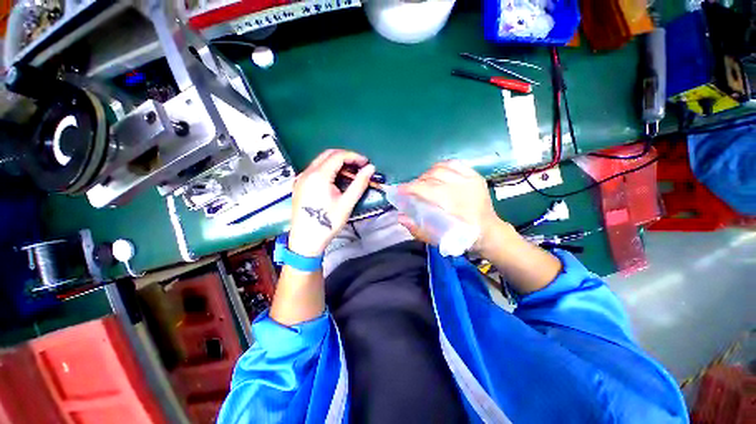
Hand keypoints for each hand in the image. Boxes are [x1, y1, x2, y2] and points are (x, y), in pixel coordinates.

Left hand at [287, 149, 374, 257]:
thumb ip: (359, 183)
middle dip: (346, 157)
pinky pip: (315, 169)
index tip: (365, 163)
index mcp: (319, 176)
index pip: (338, 156)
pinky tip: (336, 179)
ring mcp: (301, 178)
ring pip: (321, 161)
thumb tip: (370, 169)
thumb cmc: (327, 223)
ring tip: (350, 173)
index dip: (354, 157)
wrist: (306, 240)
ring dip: (337, 163)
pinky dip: (328, 169)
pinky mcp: (299, 184)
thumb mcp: (347, 203)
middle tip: (359, 166)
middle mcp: (307, 173)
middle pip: (328, 154)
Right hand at [397, 160, 509, 252]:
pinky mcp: (475, 176)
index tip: (398, 190)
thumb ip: (418, 229)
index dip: (409, 188)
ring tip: (423, 182)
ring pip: (441, 167)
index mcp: (454, 205)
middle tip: (411, 190)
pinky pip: (454, 163)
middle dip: (417, 182)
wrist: (490, 232)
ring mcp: (470, 179)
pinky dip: (441, 166)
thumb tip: (400, 216)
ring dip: (427, 174)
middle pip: (432, 176)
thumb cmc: (463, 238)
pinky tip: (436, 174)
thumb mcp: (439, 239)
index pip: (426, 189)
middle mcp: (462, 188)